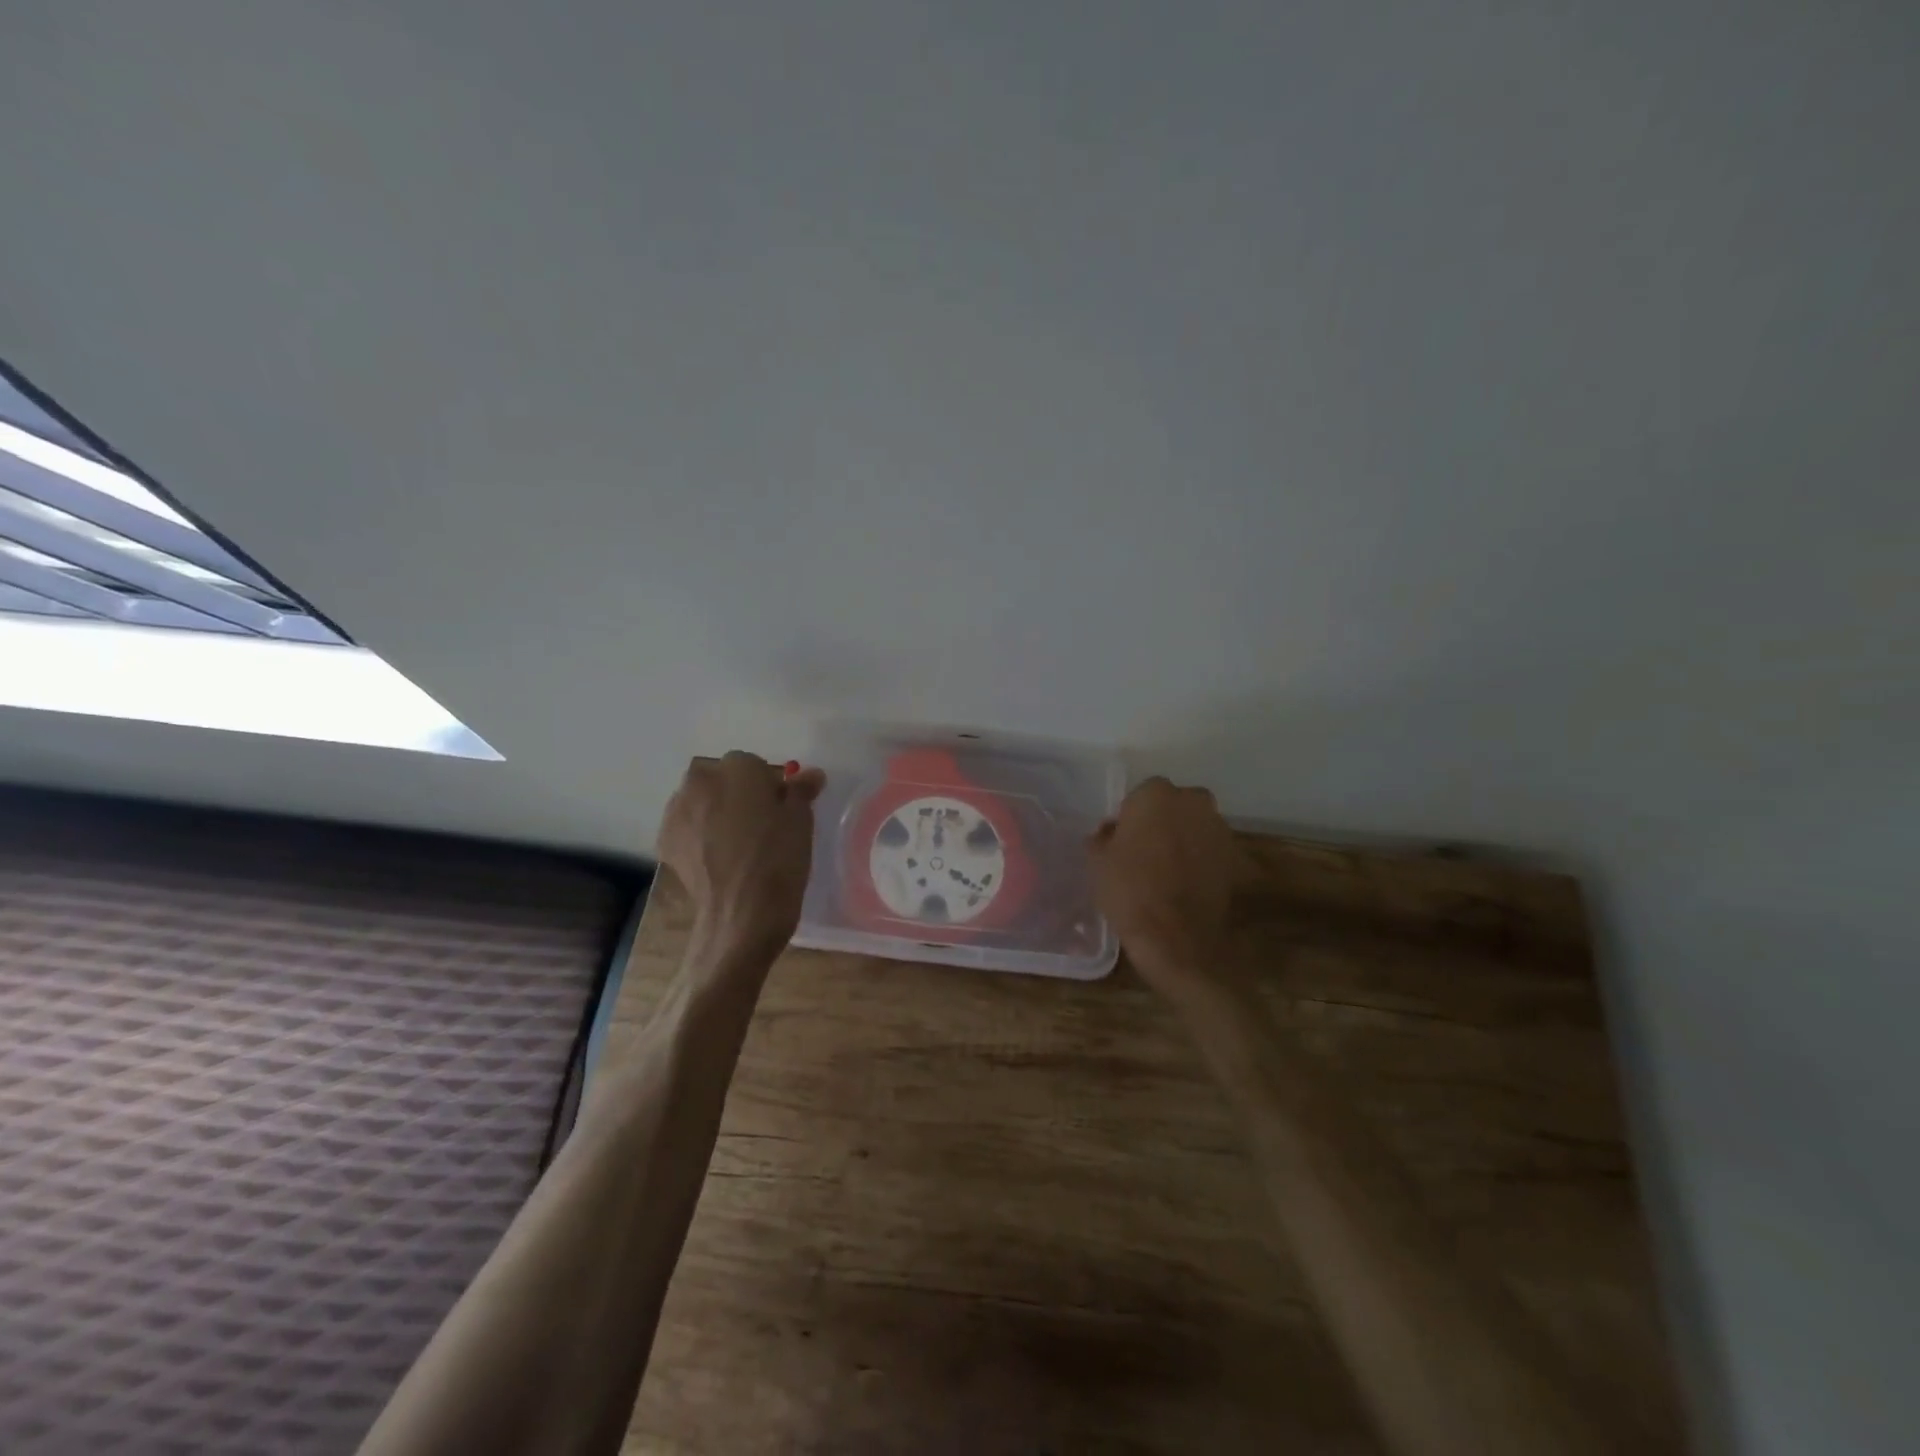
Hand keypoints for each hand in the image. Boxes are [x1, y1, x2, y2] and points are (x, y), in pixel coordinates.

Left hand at [657, 752, 826, 958]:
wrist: (742, 913)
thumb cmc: (779, 859)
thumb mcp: (801, 821)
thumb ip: (801, 790)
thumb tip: (810, 775)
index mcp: (737, 767)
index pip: (754, 765)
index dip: (768, 787)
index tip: (779, 810)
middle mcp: (700, 780)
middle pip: (721, 779)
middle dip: (736, 794)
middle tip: (758, 825)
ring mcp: (677, 811)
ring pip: (700, 801)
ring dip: (714, 812)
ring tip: (735, 843)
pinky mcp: (665, 841)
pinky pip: (686, 827)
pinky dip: (698, 835)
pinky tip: (716, 857)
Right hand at [1088, 777, 1247, 1002]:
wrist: (1175, 937)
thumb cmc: (1129, 889)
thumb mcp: (1098, 860)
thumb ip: (1103, 837)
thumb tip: (1111, 832)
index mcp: (1156, 794)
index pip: (1141, 796)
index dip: (1131, 817)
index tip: (1123, 840)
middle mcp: (1193, 801)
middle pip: (1174, 806)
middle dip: (1162, 822)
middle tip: (1145, 851)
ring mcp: (1219, 828)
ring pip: (1195, 826)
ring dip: (1184, 840)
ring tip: (1166, 870)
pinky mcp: (1235, 857)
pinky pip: (1210, 851)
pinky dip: (1201, 861)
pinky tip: (1186, 884)